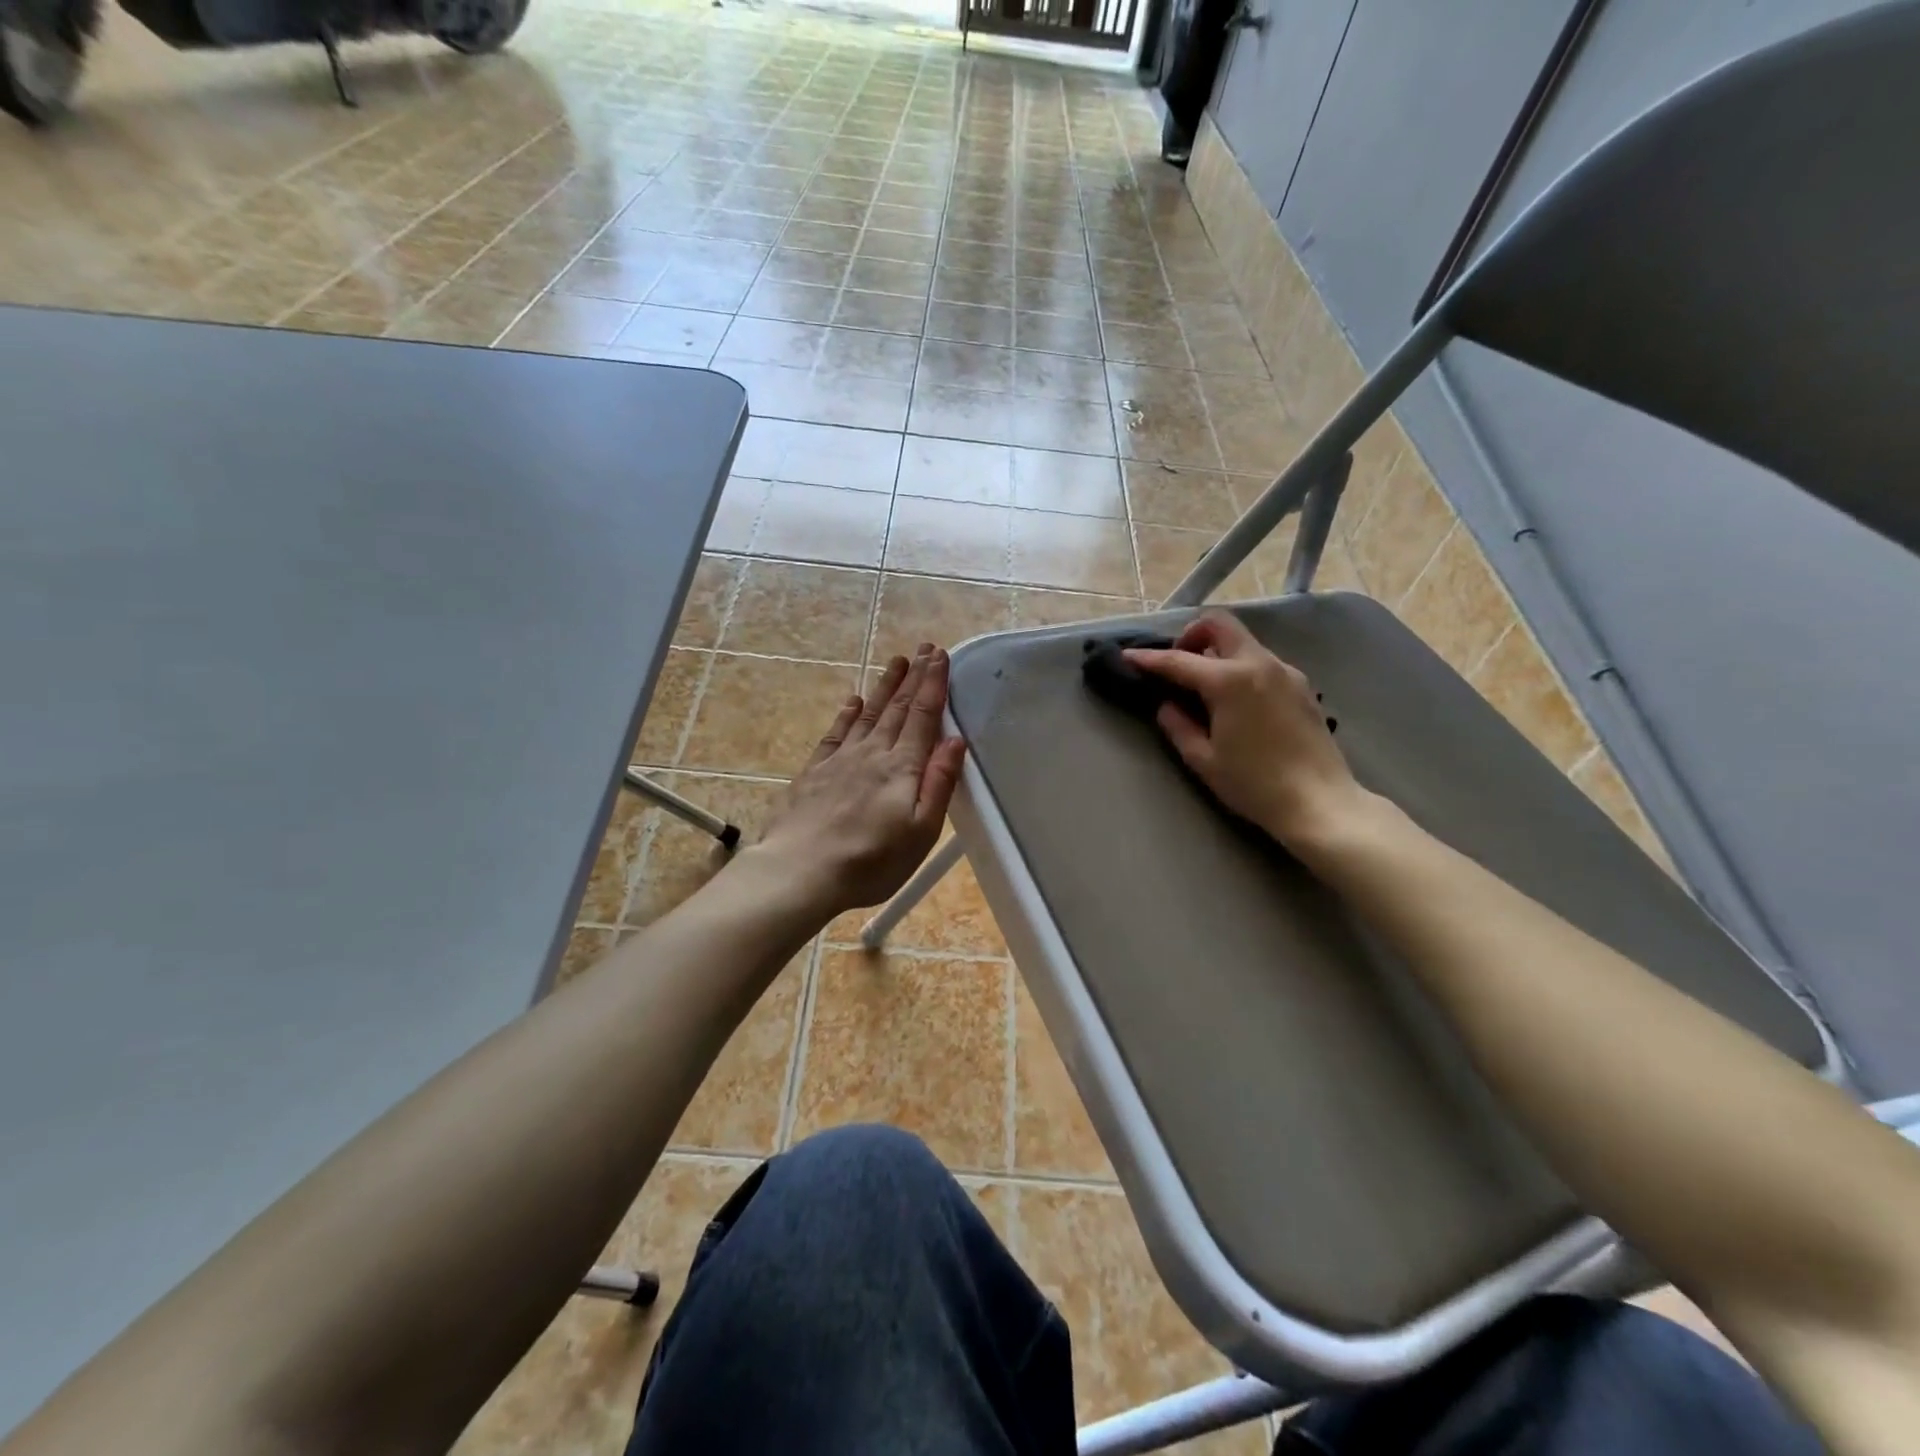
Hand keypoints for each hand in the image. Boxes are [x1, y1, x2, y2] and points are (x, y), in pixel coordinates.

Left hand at [749, 644, 966, 916]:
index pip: (923, 716)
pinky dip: (847, 714)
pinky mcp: (815, 772)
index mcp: (902, 767)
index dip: (933, 685)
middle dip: (914, 677)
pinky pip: (836, 733)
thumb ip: (939, 783)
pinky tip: (853, 700)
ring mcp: (840, 760)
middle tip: (925, 648)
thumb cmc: (871, 860)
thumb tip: (955, 741)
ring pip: (868, 713)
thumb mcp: (920, 831)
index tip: (941, 656)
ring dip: (884, 686)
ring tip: (896, 662)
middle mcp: (872, 753)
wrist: (801, 870)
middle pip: (897, 708)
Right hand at [1125, 610, 1373, 848]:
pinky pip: (1262, 662)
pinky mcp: (1302, 686)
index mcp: (1230, 681)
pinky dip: (1240, 667)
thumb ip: (1178, 726)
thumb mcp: (1203, 760)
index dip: (1149, 659)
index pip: (1179, 661)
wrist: (1319, 802)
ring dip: (1218, 652)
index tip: (1127, 657)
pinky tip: (1236, 702)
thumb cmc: (1254, 784)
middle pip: (1219, 625)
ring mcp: (1285, 672)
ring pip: (1243, 642)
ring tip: (1205, 688)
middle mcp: (1259, 664)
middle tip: (1178, 665)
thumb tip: (1167, 706)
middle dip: (1191, 636)